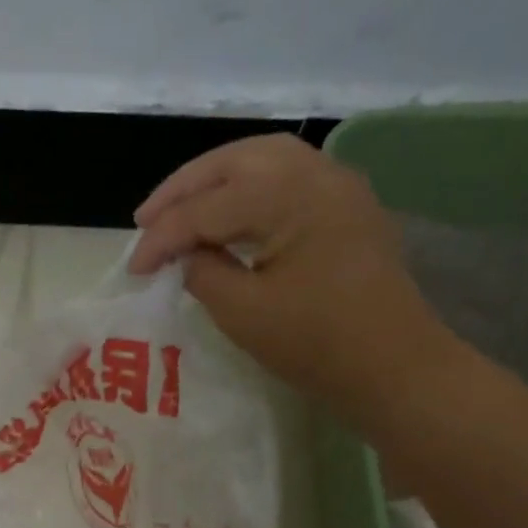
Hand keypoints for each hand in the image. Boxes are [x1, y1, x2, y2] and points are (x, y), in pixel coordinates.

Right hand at [128, 133, 457, 419]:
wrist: (394, 368)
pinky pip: (287, 177)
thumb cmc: (316, 344)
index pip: (207, 208)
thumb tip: (186, 254)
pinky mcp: (346, 207)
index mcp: (290, 196)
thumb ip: (203, 273)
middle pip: (235, 160)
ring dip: (214, 180)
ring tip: (179, 210)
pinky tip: (227, 214)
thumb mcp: (242, 313)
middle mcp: (317, 173)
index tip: (133, 270)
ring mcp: (338, 186)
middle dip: (183, 188)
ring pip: (262, 160)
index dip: (163, 238)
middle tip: (145, 220)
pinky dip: (247, 188)